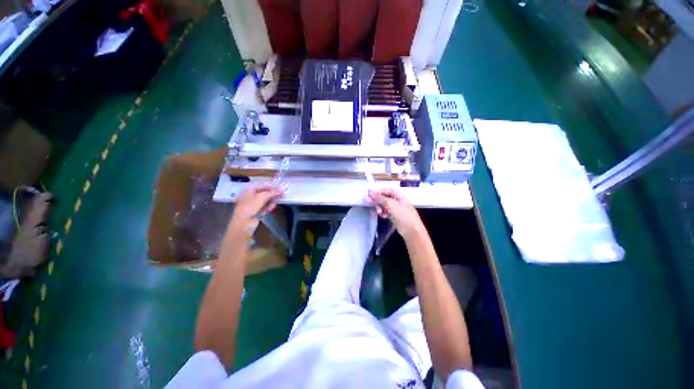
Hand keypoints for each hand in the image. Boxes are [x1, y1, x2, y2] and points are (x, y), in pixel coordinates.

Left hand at [228, 183, 284, 234]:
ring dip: (270, 203)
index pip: (264, 185)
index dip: (273, 187)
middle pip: (266, 193)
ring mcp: (254, 204)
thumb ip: (273, 192)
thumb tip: (283, 188)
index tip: (282, 189)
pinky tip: (267, 211)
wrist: (243, 223)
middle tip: (281, 197)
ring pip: (266, 201)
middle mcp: (251, 196)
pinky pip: (265, 207)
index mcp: (250, 190)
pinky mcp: (257, 211)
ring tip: (270, 208)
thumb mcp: (262, 197)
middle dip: (273, 196)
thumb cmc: (250, 206)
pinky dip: (267, 208)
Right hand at [368, 188, 423, 238]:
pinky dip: (383, 213)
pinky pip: (386, 212)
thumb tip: (372, 193)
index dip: (378, 190)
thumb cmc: (404, 215)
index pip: (387, 190)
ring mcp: (397, 209)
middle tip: (368, 202)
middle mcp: (398, 201)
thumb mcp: (392, 205)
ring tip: (379, 212)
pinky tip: (382, 216)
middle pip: (385, 197)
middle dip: (377, 200)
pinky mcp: (395, 216)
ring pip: (385, 205)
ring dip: (380, 207)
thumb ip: (381, 199)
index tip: (369, 192)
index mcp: (399, 196)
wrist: (412, 231)